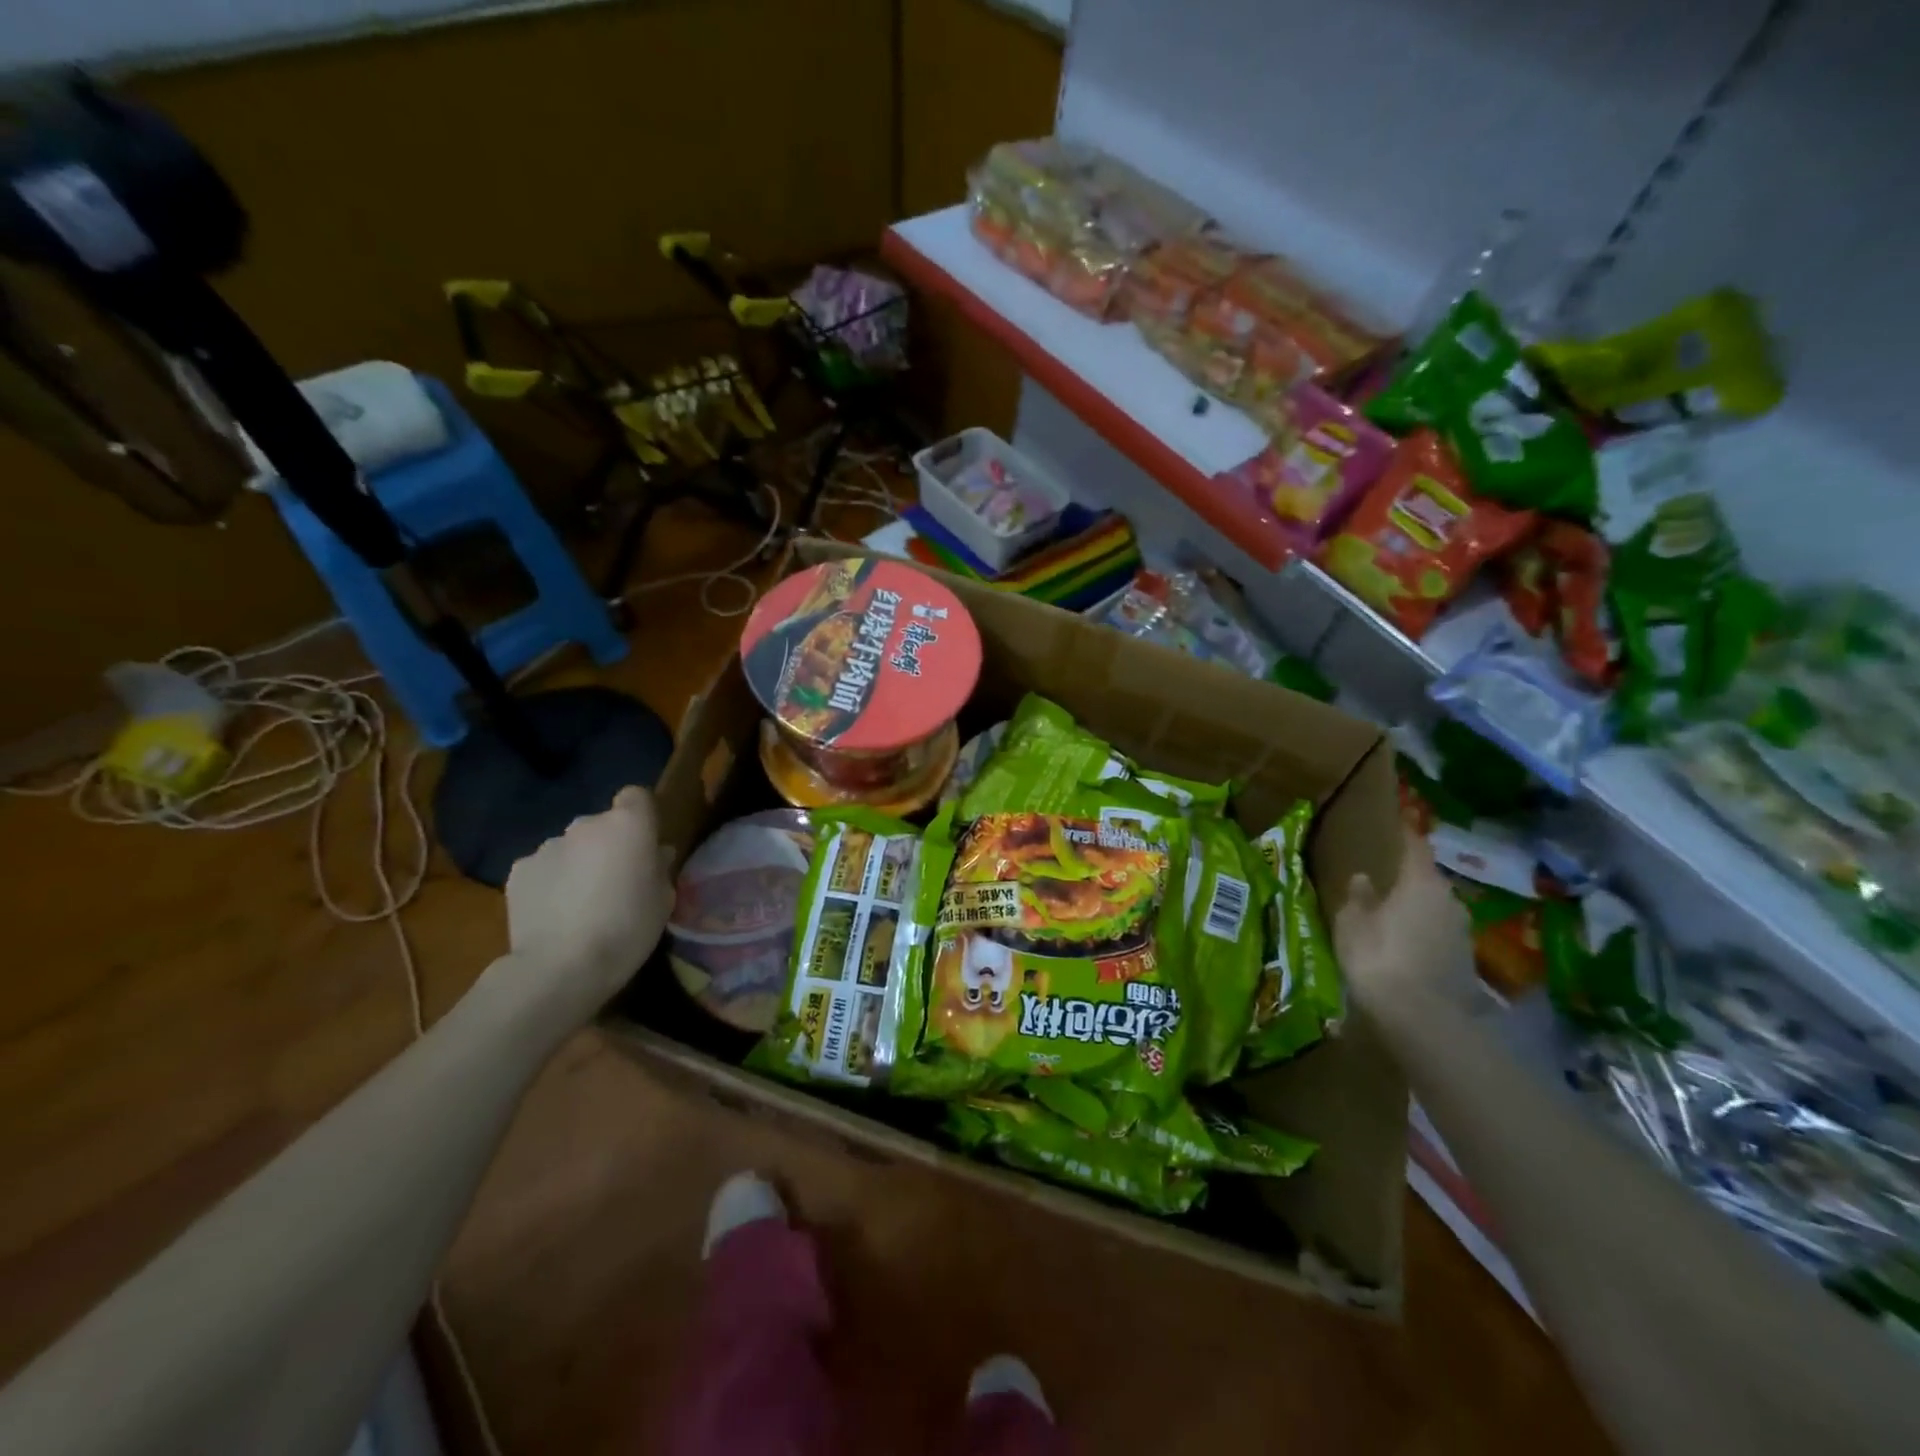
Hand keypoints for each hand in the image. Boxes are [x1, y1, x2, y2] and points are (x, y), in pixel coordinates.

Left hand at [499, 786, 672, 1026]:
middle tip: (614, 881)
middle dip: (607, 845)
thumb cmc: (628, 929)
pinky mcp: (518, 871)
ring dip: (577, 864)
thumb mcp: (663, 900)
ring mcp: (547, 846)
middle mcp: (585, 825)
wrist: (561, 967)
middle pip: (601, 824)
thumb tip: (654, 854)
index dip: (640, 816)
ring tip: (579, 903)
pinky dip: (549, 883)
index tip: (644, 844)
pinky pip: (543, 868)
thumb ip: (659, 868)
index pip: (636, 796)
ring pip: (570, 847)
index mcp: (628, 825)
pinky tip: (553, 914)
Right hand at [1333, 830, 1476, 1015]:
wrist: (1423, 1020)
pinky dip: (1425, 936)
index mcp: (1421, 882)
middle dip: (1409, 881)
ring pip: (1436, 910)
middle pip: (1428, 881)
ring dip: (1417, 911)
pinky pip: (1440, 936)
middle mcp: (1449, 900)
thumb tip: (1363, 878)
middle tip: (1386, 883)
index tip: (1399, 825)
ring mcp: (1463, 932)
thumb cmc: (1378, 958)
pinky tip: (1407, 949)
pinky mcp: (1466, 962)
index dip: (1406, 835)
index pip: (1416, 847)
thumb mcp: (1352, 924)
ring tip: (1393, 918)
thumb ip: (1358, 898)